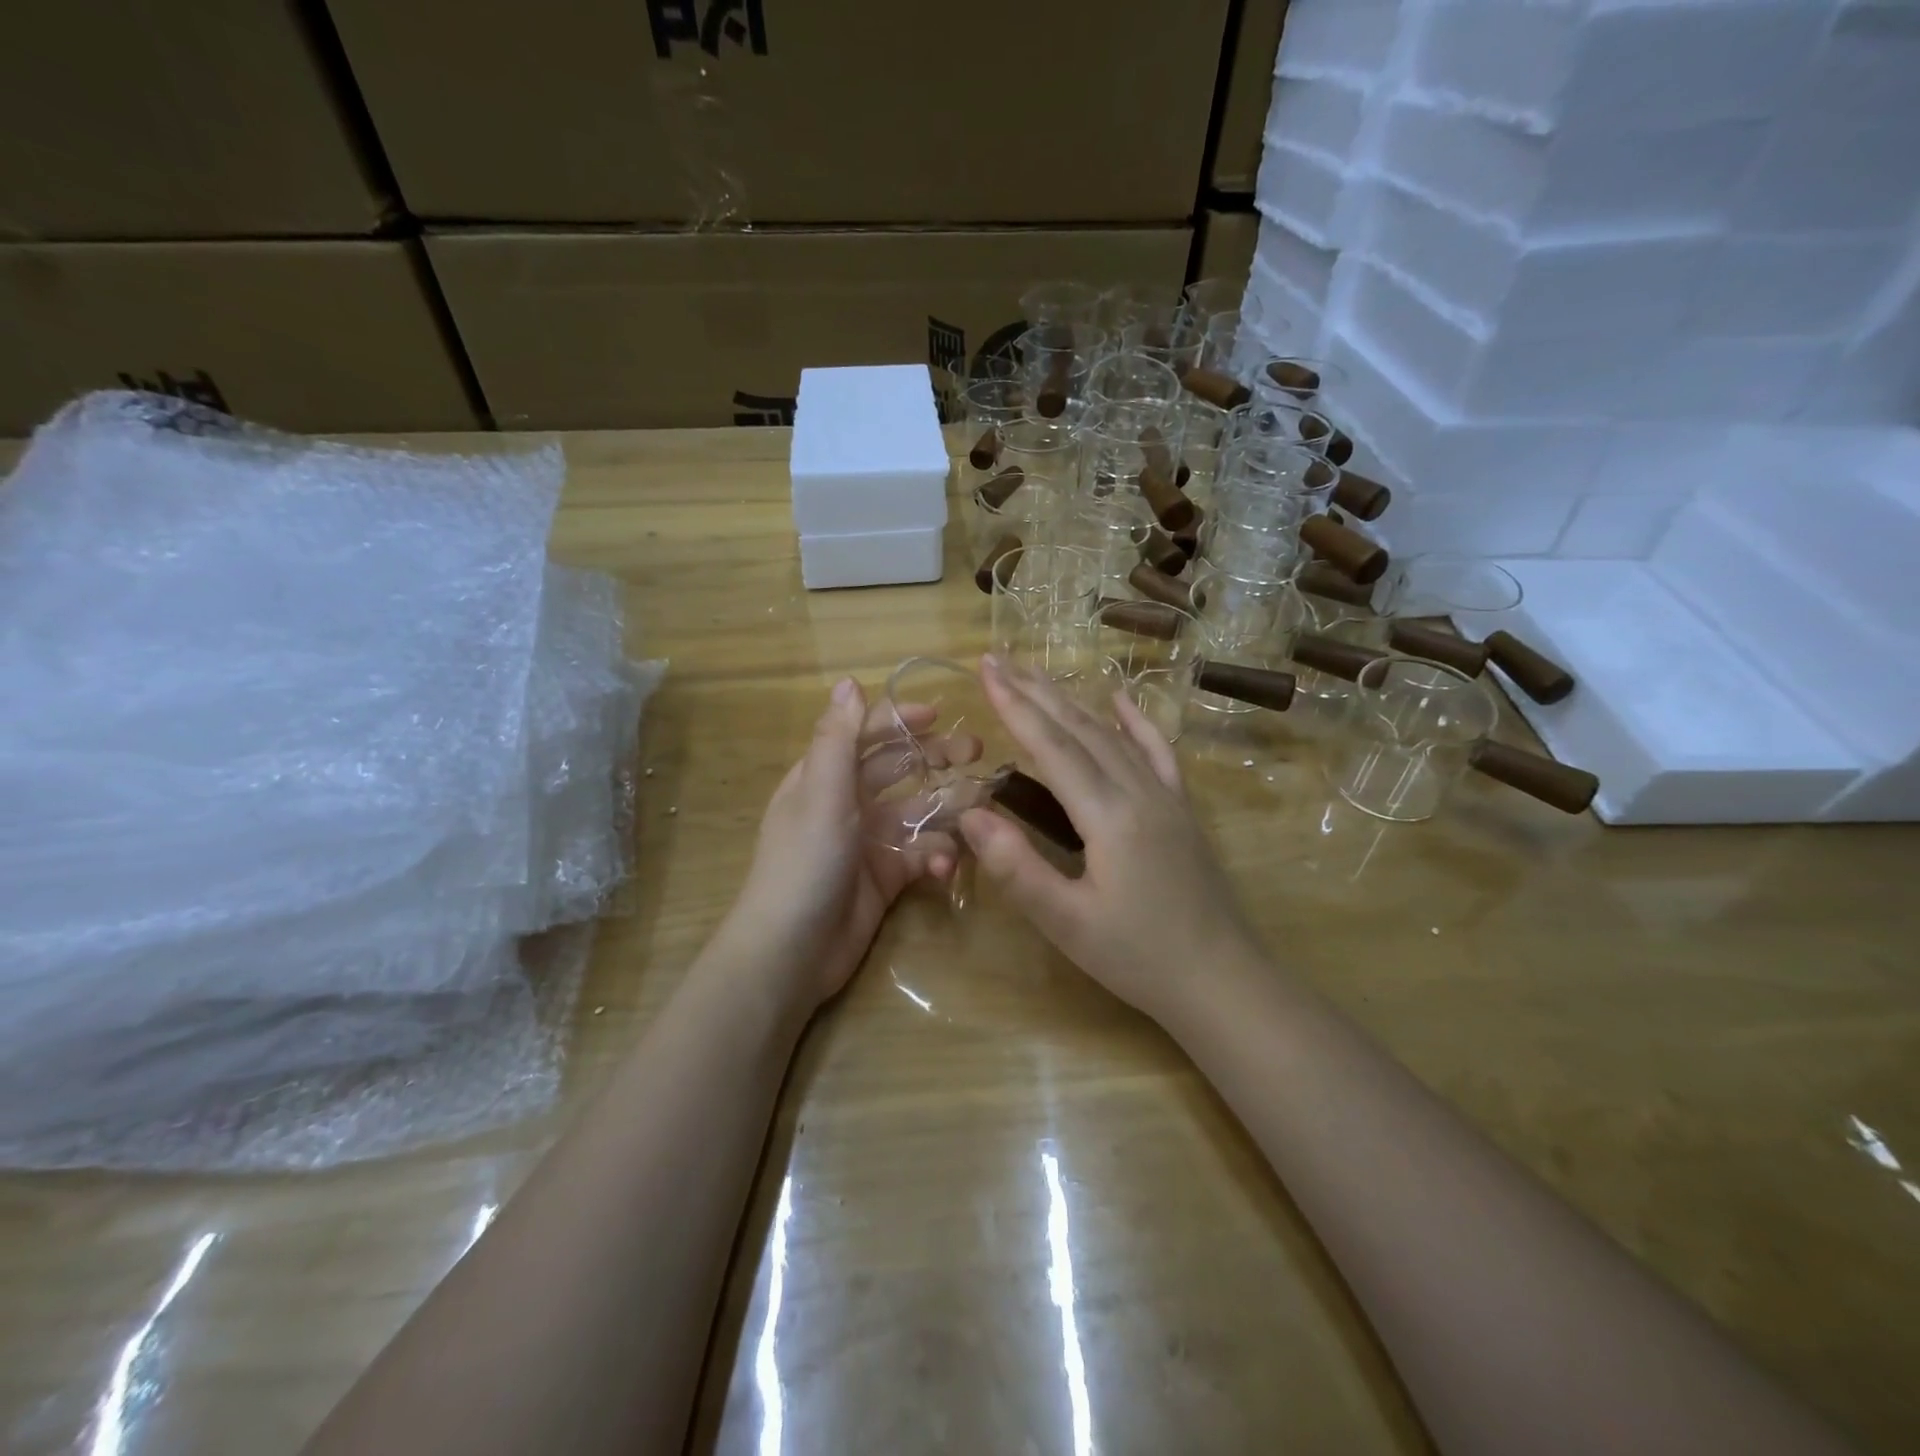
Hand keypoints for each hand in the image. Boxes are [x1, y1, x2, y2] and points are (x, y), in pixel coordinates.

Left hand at [724, 678, 973, 1008]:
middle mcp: (847, 803)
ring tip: (976, 808)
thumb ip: (838, 739)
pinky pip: (920, 854)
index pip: (864, 734)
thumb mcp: (820, 794)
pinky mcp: (887, 877)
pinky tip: (943, 866)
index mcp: (824, 776)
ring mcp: (869, 841)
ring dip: (946, 809)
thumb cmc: (805, 862)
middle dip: (934, 758)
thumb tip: (849, 681)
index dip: (899, 720)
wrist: (792, 951)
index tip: (940, 714)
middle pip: (897, 768)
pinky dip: (936, 856)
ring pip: (917, 812)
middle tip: (976, 753)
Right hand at [958, 656, 1262, 1026]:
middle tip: (999, 659)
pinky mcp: (1181, 810)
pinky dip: (1136, 722)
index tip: (985, 670)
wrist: (1223, 981)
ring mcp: (1166, 796)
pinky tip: (1122, 699)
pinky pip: (1158, 752)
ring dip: (1073, 701)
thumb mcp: (1068, 923)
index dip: (1014, 707)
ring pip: (1112, 735)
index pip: (1052, 747)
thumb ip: (1017, 868)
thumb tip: (970, 814)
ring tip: (1038, 675)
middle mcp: (1139, 791)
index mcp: (1109, 815)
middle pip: (1080, 728)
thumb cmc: (1139, 958)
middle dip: (1035, 691)